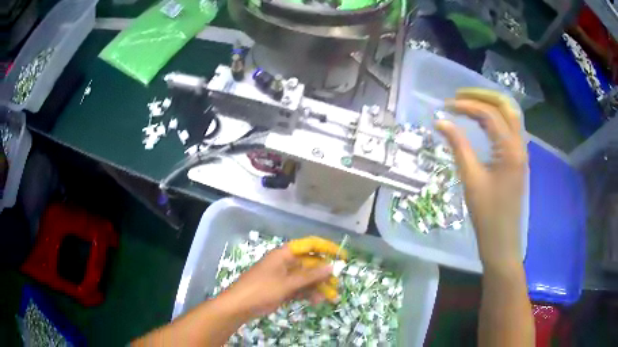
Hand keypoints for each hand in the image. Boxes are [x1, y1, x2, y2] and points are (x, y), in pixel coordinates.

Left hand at [223, 236, 345, 319]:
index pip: (310, 245)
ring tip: (330, 298)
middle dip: (324, 275)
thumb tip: (332, 266)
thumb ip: (310, 276)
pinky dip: (309, 294)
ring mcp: (284, 277)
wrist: (239, 306)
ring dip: (318, 287)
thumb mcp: (287, 283)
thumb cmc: (261, 290)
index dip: (327, 248)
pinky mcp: (282, 289)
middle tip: (336, 285)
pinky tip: (317, 302)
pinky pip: (300, 289)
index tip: (343, 256)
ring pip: (307, 279)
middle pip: (310, 264)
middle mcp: (286, 263)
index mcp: (285, 254)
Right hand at [435, 88, 526, 270]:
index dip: (466, 105)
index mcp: (510, 149)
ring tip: (468, 103)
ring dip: (490, 104)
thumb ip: (458, 146)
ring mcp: (521, 151)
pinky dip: (495, 117)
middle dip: (482, 95)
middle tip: (459, 96)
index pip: (489, 114)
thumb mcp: (471, 178)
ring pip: (510, 114)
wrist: (502, 240)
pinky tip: (482, 121)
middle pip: (505, 105)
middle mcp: (520, 144)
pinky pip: (510, 127)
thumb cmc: (487, 214)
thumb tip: (441, 122)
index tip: (446, 106)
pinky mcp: (518, 158)